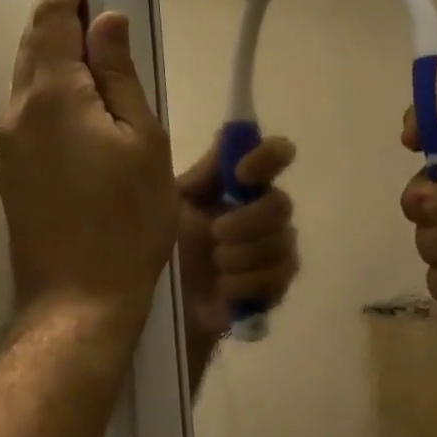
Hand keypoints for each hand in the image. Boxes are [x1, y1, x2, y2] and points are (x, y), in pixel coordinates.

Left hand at [0, 0, 178, 335]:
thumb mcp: (143, 142)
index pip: (56, 22)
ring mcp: (10, 145)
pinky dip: (44, 80)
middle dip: (46, 2)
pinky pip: (28, 108)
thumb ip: (121, 77)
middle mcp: (20, 112)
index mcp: (55, 96)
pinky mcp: (13, 172)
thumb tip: (106, 22)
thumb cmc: (128, 220)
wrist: (79, 298)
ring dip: (44, 41)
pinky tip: (61, 84)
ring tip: (59, 13)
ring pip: (28, 77)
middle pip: (33, 44)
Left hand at [175, 134, 299, 352]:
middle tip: (215, 233)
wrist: (154, 302)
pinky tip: (222, 290)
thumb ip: (206, 173)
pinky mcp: (273, 289)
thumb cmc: (162, 245)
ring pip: (282, 244)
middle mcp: (264, 215)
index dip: (268, 157)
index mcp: (242, 188)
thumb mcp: (175, 203)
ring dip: (242, 255)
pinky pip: (278, 278)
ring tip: (215, 265)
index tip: (242, 173)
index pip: (276, 155)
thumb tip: (230, 134)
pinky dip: (246, 283)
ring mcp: (273, 253)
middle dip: (248, 220)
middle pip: (282, 205)